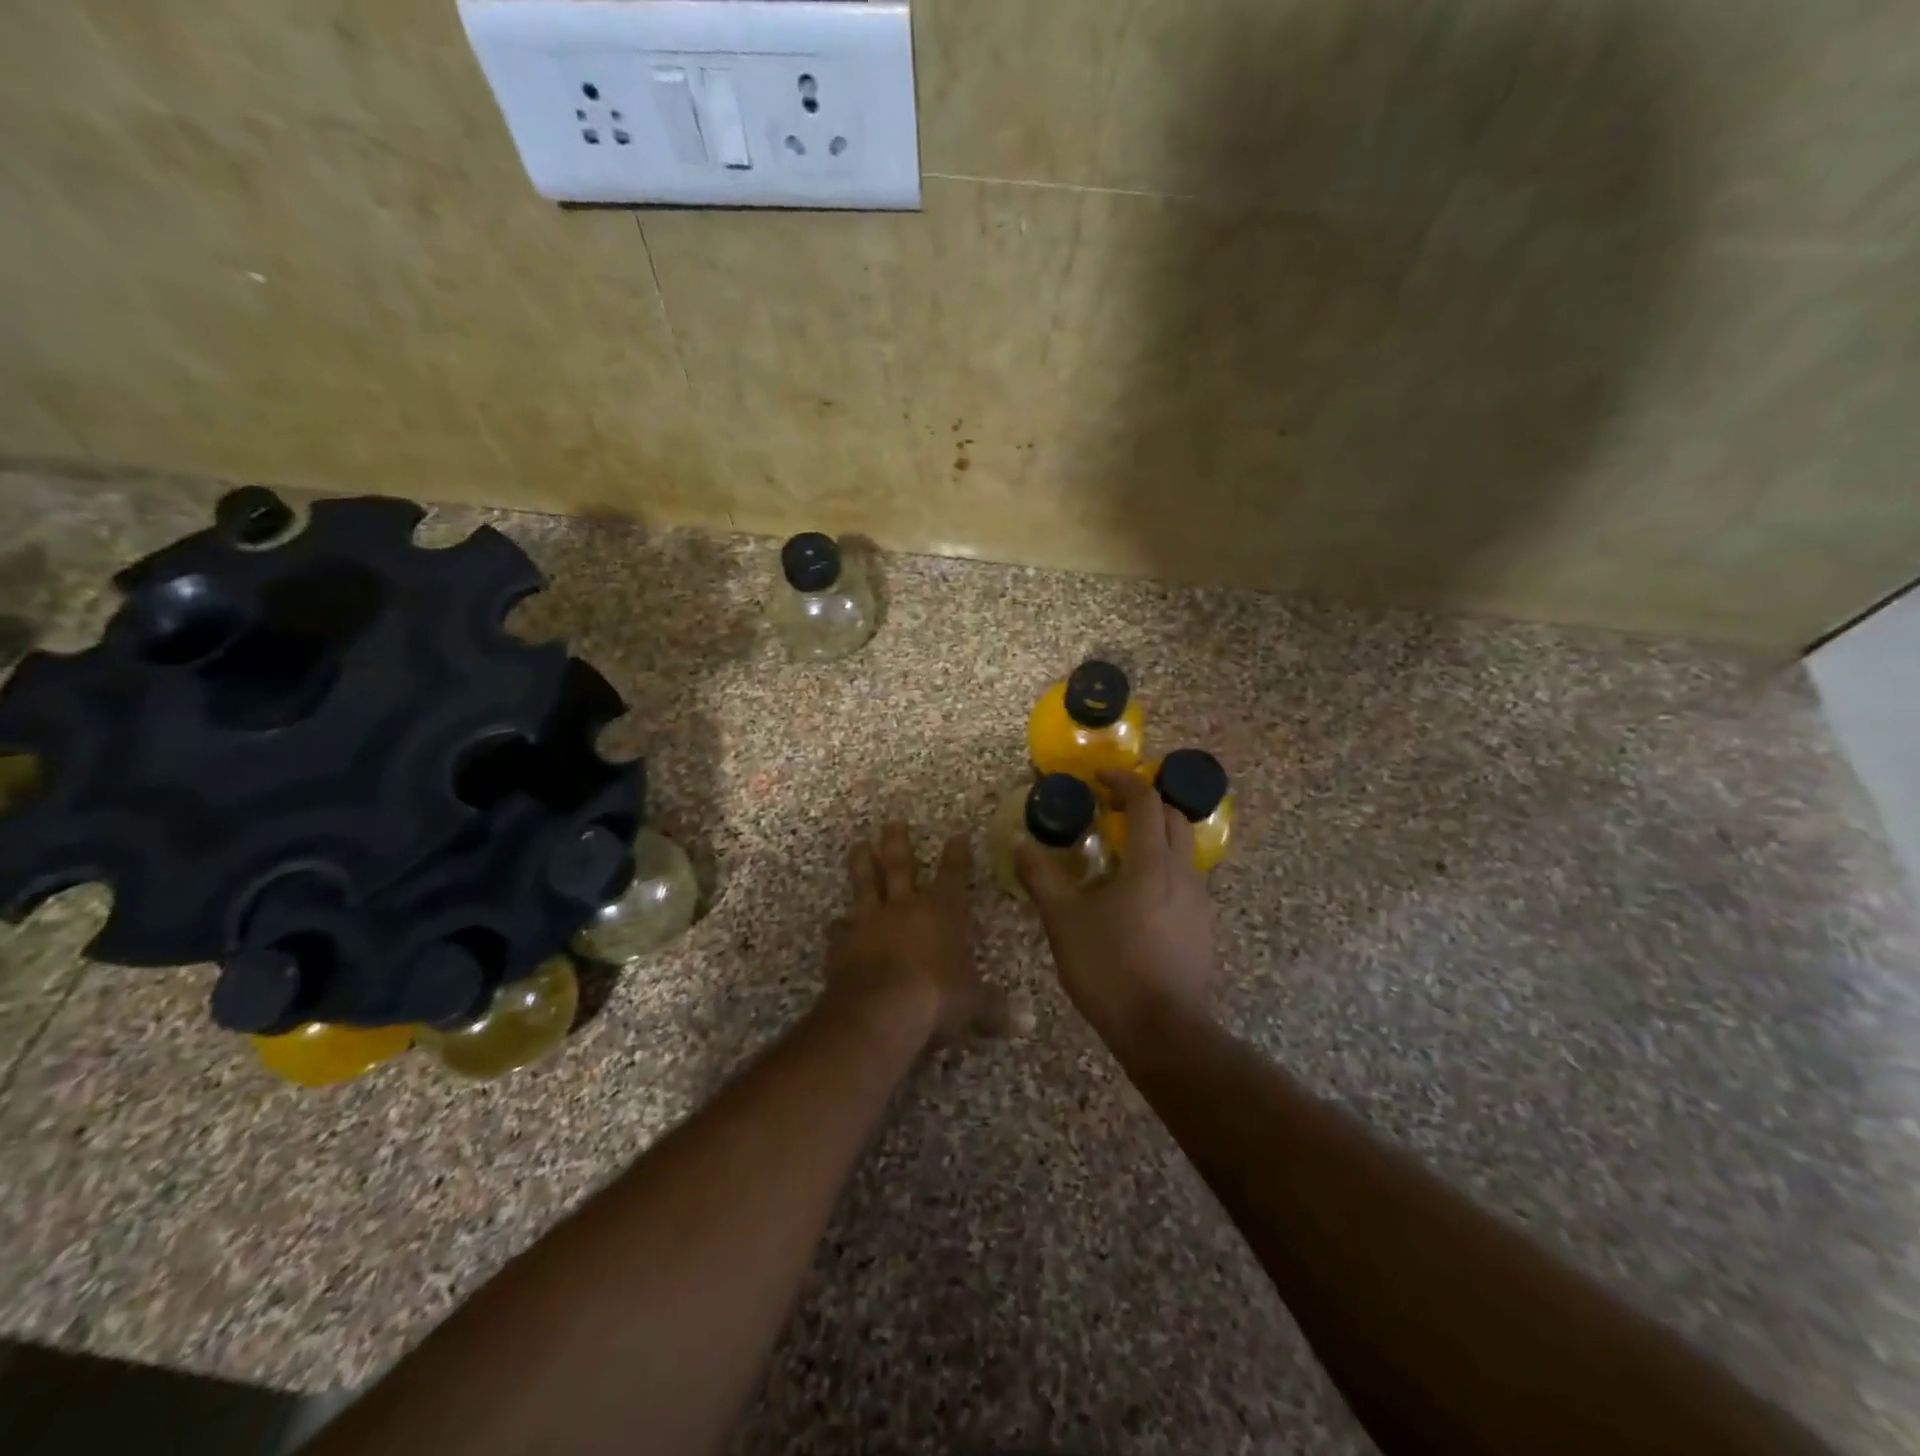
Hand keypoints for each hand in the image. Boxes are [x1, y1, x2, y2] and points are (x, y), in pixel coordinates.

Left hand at [825, 823, 1010, 1047]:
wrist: (881, 1011)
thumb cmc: (937, 999)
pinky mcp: (843, 944)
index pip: (953, 875)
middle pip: (901, 865)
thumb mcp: (973, 1006)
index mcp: (942, 912)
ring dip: (863, 864)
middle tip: (893, 823)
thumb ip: (994, 1008)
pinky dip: (838, 926)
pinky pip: (839, 929)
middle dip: (898, 843)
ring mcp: (870, 922)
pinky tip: (834, 924)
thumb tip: (1025, 1023)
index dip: (957, 855)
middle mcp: (905, 907)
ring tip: (859, 845)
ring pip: (865, 884)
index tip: (957, 835)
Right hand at [1016, 770, 1218, 1048]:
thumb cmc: (1110, 968)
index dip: (1124, 780)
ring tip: (1123, 850)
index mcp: (1151, 863)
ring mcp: (1199, 901)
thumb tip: (1021, 844)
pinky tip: (1139, 895)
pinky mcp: (1203, 927)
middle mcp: (1183, 873)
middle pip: (1175, 818)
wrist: (1163, 1031)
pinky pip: (1186, 880)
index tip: (1101, 777)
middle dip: (1147, 803)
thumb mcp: (1063, 921)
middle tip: (1114, 807)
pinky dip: (1164, 868)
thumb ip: (1041, 877)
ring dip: (1157, 836)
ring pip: (1184, 850)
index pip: (1146, 802)